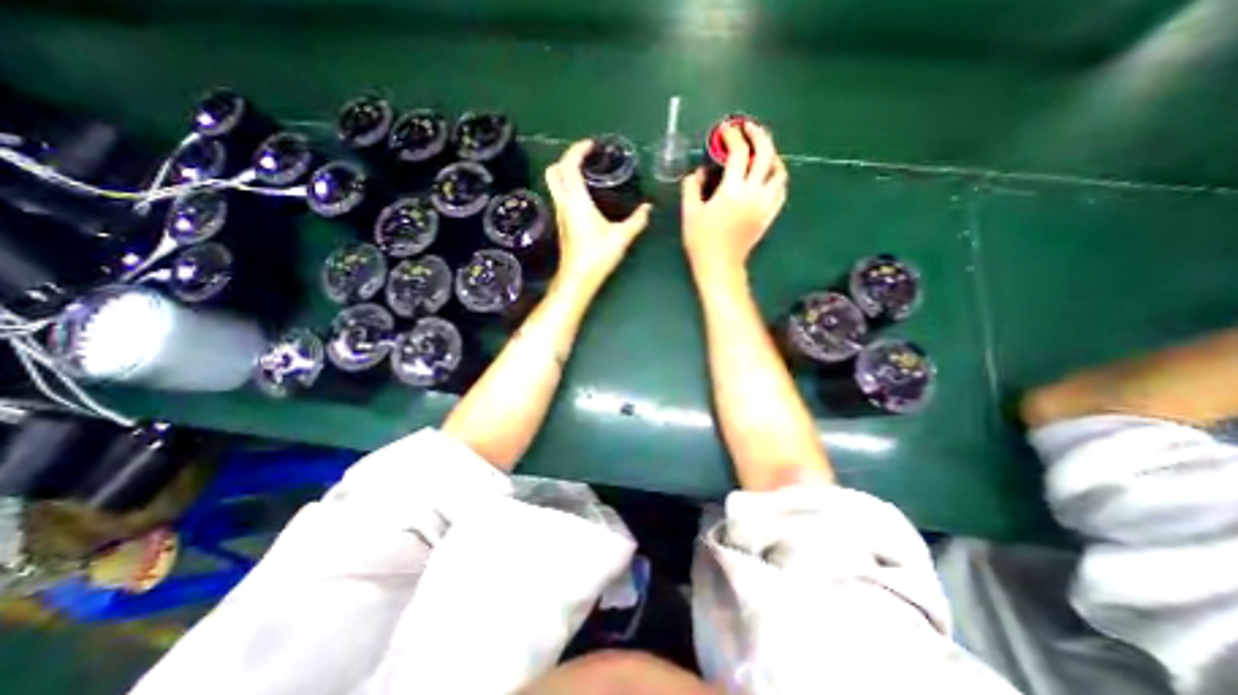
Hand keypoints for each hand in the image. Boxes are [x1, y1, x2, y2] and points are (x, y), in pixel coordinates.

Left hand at [543, 140, 651, 291]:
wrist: (577, 279)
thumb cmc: (597, 256)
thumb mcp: (621, 237)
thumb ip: (636, 221)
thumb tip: (648, 208)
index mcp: (576, 201)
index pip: (568, 166)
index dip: (577, 150)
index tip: (591, 145)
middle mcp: (563, 204)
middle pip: (553, 171)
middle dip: (566, 159)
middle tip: (586, 159)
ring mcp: (560, 214)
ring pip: (554, 184)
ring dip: (566, 173)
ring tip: (587, 174)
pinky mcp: (561, 224)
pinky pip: (560, 196)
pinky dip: (568, 187)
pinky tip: (585, 196)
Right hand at [682, 122, 786, 279]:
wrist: (719, 266)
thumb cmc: (701, 241)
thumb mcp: (690, 212)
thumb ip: (692, 186)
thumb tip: (700, 171)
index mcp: (732, 191)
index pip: (738, 153)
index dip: (732, 136)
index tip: (725, 129)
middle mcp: (753, 193)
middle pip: (765, 154)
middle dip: (758, 135)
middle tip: (748, 128)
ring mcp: (765, 205)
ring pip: (779, 171)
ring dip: (772, 155)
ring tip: (761, 151)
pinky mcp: (769, 215)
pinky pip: (781, 190)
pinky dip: (777, 177)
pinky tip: (768, 175)